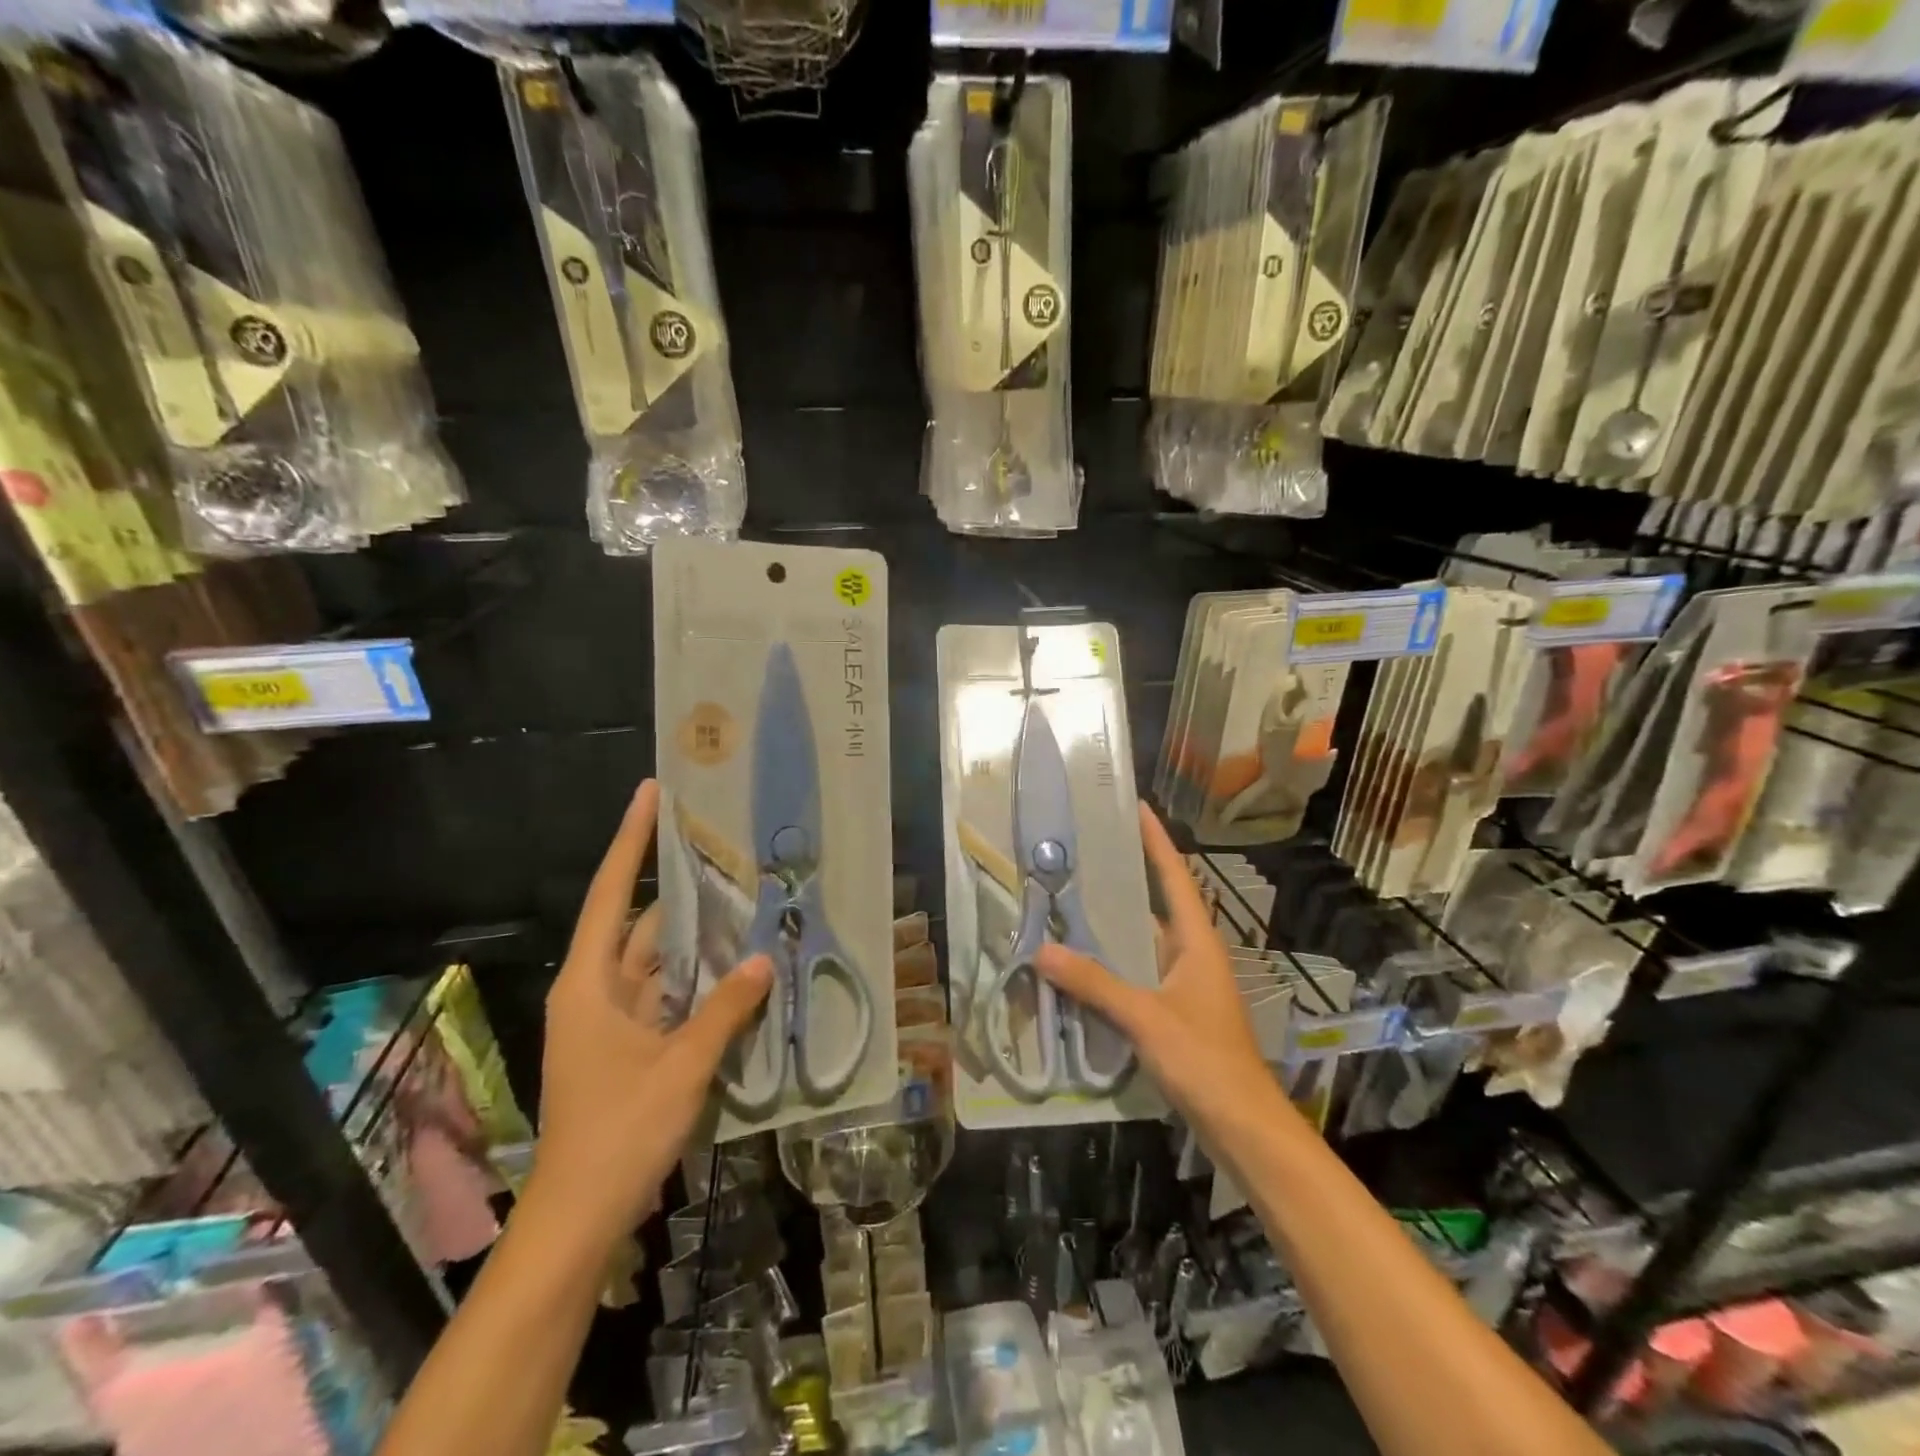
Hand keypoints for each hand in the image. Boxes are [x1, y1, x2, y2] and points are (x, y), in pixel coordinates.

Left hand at [528, 780, 771, 1247]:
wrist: (578, 1218)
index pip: (613, 894)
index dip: (631, 841)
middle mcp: (597, 991)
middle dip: (682, 888)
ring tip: (745, 898)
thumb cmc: (618, 1132)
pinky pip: (669, 995)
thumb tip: (764, 957)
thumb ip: (725, 1009)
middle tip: (726, 848)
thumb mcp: (680, 1066)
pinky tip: (739, 965)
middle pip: (641, 923)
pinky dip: (700, 978)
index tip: (650, 794)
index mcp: (590, 984)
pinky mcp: (630, 1046)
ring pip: (660, 961)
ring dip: (697, 937)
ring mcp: (613, 1021)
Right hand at [1035, 805, 1273, 1126]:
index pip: (1176, 877)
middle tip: (1084, 852)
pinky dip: (1112, 965)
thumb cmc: (1205, 1061)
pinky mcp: (1176, 1012)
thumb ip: (1095, 984)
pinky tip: (1081, 966)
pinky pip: (1138, 974)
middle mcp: (1193, 954)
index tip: (1137, 808)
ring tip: (1070, 901)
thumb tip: (1041, 950)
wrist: (1245, 1128)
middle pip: (1157, 904)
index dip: (1157, 841)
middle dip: (1126, 877)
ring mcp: (1185, 985)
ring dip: (1113, 926)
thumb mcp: (1146, 1017)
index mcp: (1197, 942)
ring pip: (1143, 942)